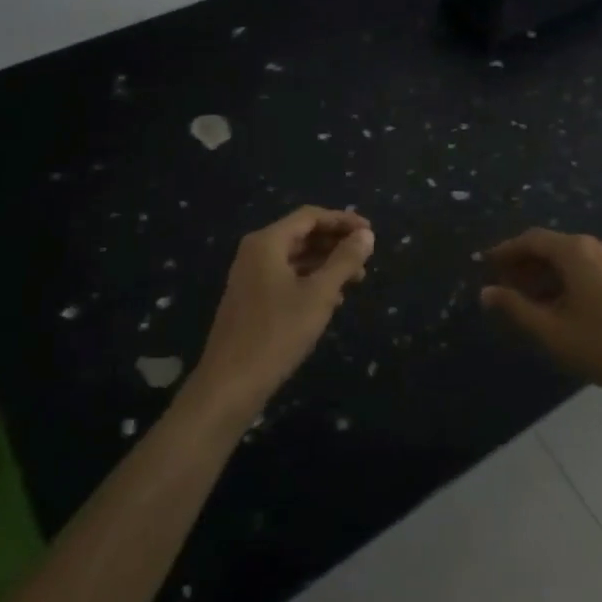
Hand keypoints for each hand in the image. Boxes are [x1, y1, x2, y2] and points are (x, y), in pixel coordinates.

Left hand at [194, 206, 373, 417]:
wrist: (230, 384)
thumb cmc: (277, 333)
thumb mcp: (319, 295)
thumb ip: (344, 261)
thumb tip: (367, 235)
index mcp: (267, 243)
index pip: (310, 217)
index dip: (343, 221)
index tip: (371, 233)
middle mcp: (255, 253)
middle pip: (302, 235)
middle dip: (336, 243)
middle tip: (366, 257)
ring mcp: (250, 277)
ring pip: (296, 258)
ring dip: (327, 264)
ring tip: (357, 280)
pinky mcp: (251, 300)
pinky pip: (286, 278)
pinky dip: (311, 281)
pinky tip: (333, 300)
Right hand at [479, 228, 601, 405]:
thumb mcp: (553, 332)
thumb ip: (516, 309)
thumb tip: (486, 291)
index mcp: (576, 251)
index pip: (531, 239)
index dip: (506, 251)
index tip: (486, 263)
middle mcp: (598, 245)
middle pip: (553, 246)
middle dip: (525, 264)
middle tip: (503, 285)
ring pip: (573, 259)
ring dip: (547, 274)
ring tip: (530, 299)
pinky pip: (591, 268)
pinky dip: (569, 279)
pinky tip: (565, 305)